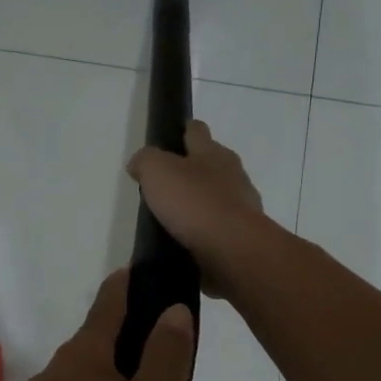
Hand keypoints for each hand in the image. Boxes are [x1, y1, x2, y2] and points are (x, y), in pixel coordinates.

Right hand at [126, 120, 269, 296]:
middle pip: (211, 165)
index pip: (196, 131)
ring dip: (199, 205)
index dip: (183, 131)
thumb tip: (139, 163)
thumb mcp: (157, 172)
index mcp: (213, 153)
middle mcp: (232, 175)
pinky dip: (204, 233)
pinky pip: (219, 229)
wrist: (232, 249)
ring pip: (217, 198)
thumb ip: (146, 161)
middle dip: (192, 171)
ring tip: (174, 219)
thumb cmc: (194, 202)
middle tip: (166, 185)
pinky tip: (187, 243)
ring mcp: (241, 207)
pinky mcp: (241, 236)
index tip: (170, 139)